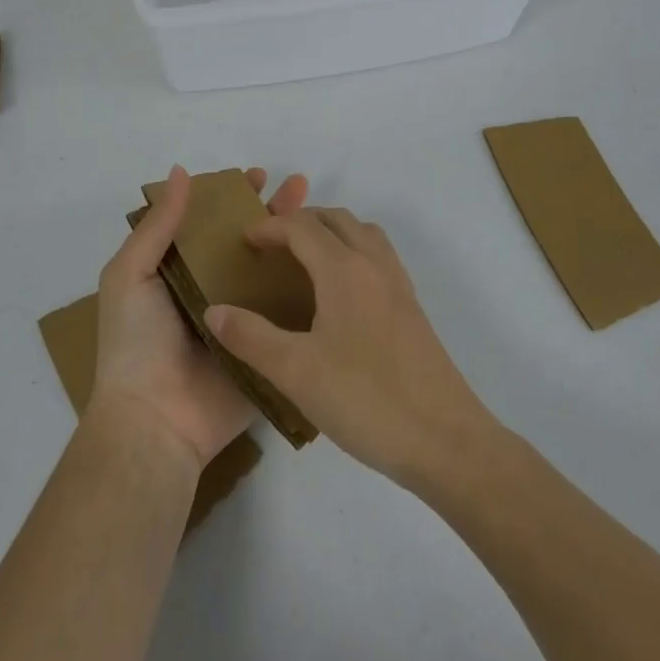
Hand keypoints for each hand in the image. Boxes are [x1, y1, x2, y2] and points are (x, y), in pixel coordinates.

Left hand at [91, 165, 308, 468]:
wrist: (156, 421)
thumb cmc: (136, 342)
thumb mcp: (130, 274)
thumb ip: (157, 226)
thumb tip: (181, 172)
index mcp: (178, 271)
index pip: (210, 223)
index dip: (232, 197)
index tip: (257, 176)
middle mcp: (213, 289)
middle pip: (248, 242)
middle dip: (272, 213)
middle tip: (300, 187)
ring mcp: (243, 318)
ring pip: (273, 272)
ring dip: (296, 244)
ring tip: (323, 217)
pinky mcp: (266, 346)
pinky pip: (289, 314)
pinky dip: (309, 290)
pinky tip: (334, 265)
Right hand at [204, 209, 494, 486]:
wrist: (446, 441)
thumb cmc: (367, 400)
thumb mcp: (296, 372)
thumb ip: (250, 337)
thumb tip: (213, 310)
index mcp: (344, 269)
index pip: (302, 227)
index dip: (269, 227)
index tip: (243, 242)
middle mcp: (374, 265)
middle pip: (336, 219)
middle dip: (300, 222)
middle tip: (271, 246)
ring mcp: (399, 286)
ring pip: (363, 234)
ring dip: (332, 233)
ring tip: (305, 261)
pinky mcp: (413, 310)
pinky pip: (379, 257)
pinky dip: (354, 253)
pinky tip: (340, 295)